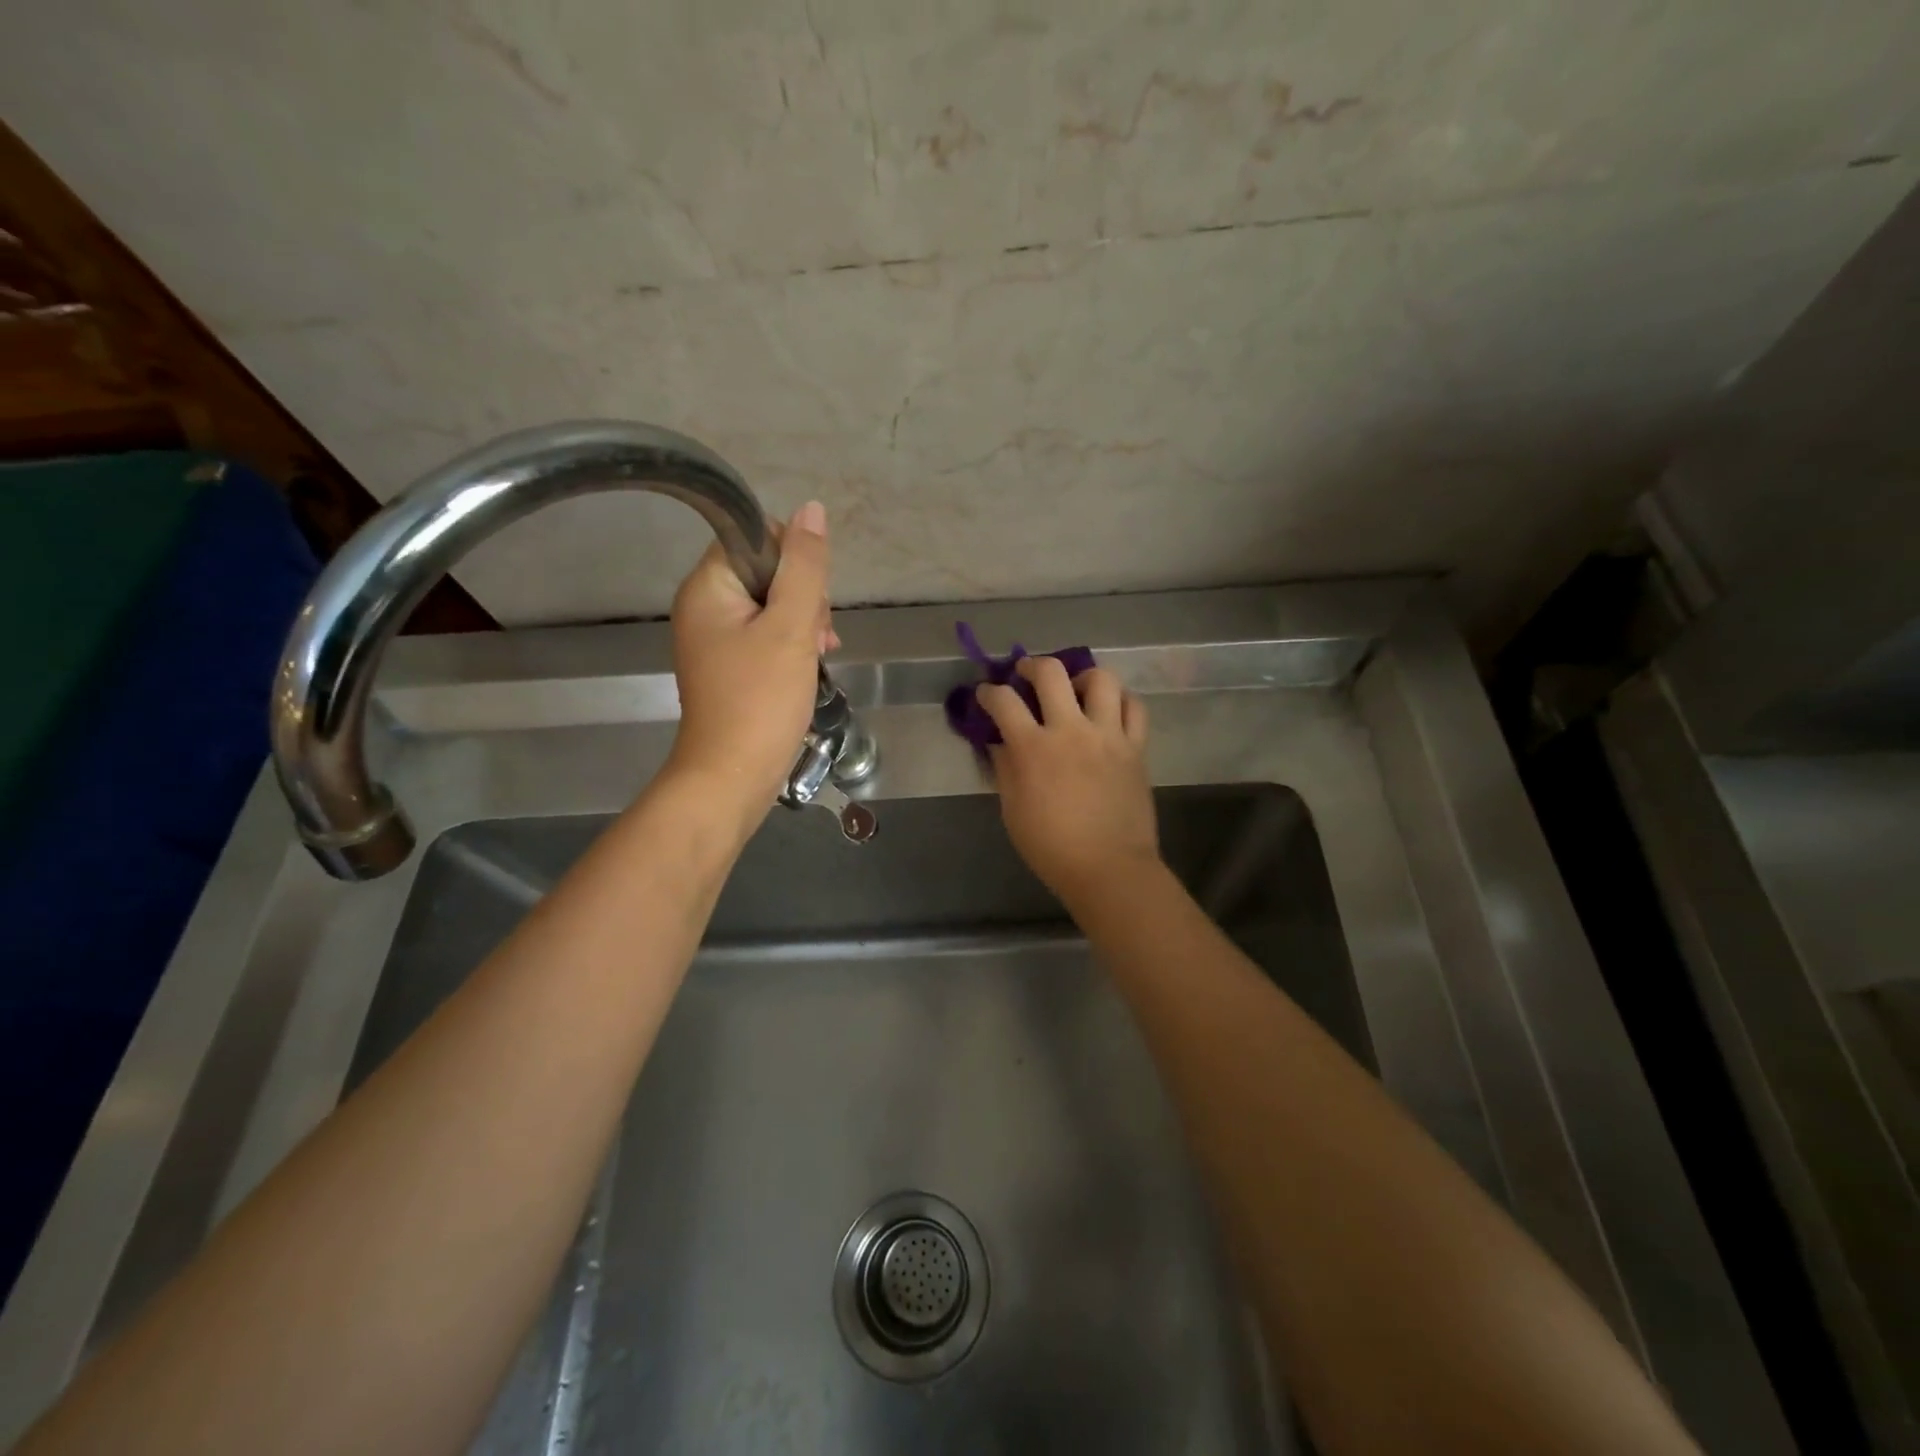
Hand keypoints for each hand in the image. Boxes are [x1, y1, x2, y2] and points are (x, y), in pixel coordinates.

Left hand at [665, 501, 836, 830]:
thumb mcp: (792, 628)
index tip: (811, 598)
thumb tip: (812, 510)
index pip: (754, 537)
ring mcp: (715, 639)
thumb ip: (805, 568)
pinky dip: (793, 644)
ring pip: (772, 605)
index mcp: (708, 587)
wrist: (733, 776)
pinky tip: (813, 664)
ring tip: (819, 653)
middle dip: (803, 596)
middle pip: (765, 571)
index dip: (793, 558)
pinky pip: (766, 635)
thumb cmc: (760, 700)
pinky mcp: (730, 666)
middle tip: (815, 635)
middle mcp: (704, 606)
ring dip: (804, 622)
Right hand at [976, 657, 1157, 906]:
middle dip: (1031, 666)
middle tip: (1025, 674)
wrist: (1109, 868)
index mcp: (1034, 748)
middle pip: (1051, 673)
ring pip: (1101, 678)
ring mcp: (1108, 735)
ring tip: (1074, 689)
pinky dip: (1120, 700)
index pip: (1004, 702)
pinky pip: (1134, 707)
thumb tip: (1000, 743)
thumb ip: (1006, 770)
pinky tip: (1108, 709)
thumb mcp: (1013, 811)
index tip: (986, 695)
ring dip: (1081, 676)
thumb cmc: (1052, 848)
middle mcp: (1071, 730)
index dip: (989, 693)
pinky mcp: (1135, 747)